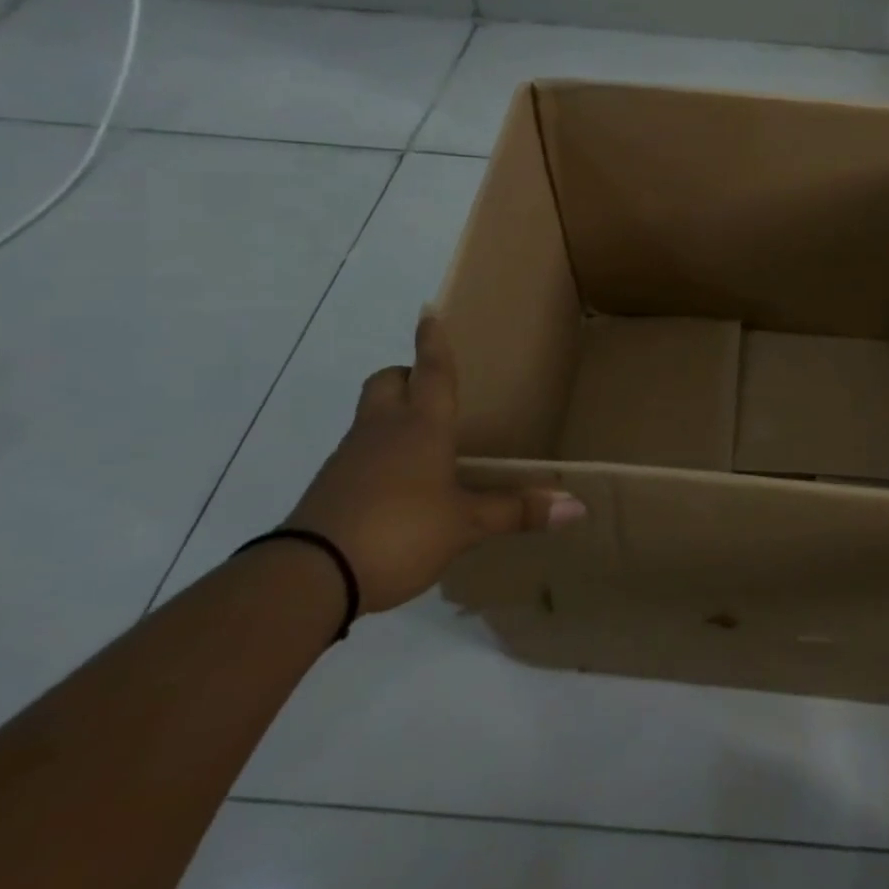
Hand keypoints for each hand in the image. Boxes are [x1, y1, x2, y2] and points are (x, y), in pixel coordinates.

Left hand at [284, 310, 585, 612]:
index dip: (432, 342)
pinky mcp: (329, 488)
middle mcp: (382, 431)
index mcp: (421, 428)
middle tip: (427, 388)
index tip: (427, 312)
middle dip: (404, 376)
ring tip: (421, 444)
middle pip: (386, 382)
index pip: (431, 372)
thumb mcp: (466, 525)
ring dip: (391, 417)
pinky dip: (376, 457)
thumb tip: (578, 508)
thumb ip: (517, 512)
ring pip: (370, 418)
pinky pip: (357, 455)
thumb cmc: (400, 531)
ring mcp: (349, 459)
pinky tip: (397, 488)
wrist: (310, 576)